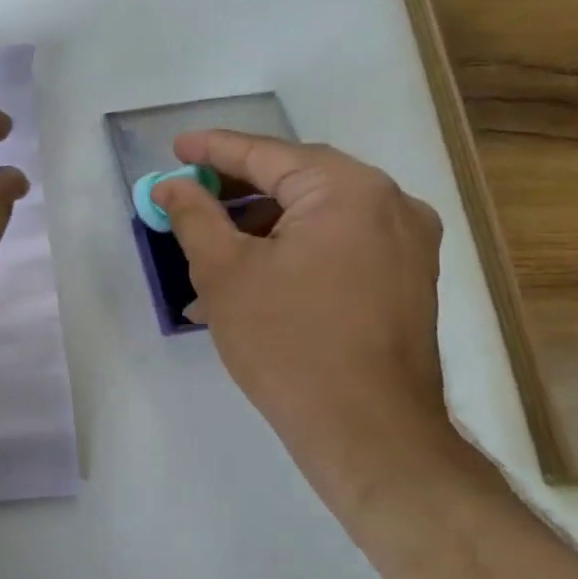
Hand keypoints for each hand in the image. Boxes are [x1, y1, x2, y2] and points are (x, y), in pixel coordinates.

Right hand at [153, 131, 449, 467]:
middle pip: (295, 182)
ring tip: (205, 261)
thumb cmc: (287, 340)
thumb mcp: (223, 271)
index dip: (213, 150)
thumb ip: (194, 216)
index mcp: (348, 191)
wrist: (367, 431)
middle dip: (234, 195)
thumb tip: (171, 186)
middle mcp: (389, 205)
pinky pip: (335, 249)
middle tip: (187, 198)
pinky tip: (245, 288)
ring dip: (257, 234)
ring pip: (313, 220)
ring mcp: (405, 246)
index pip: (267, 155)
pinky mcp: (404, 282)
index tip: (176, 147)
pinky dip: (288, 256)